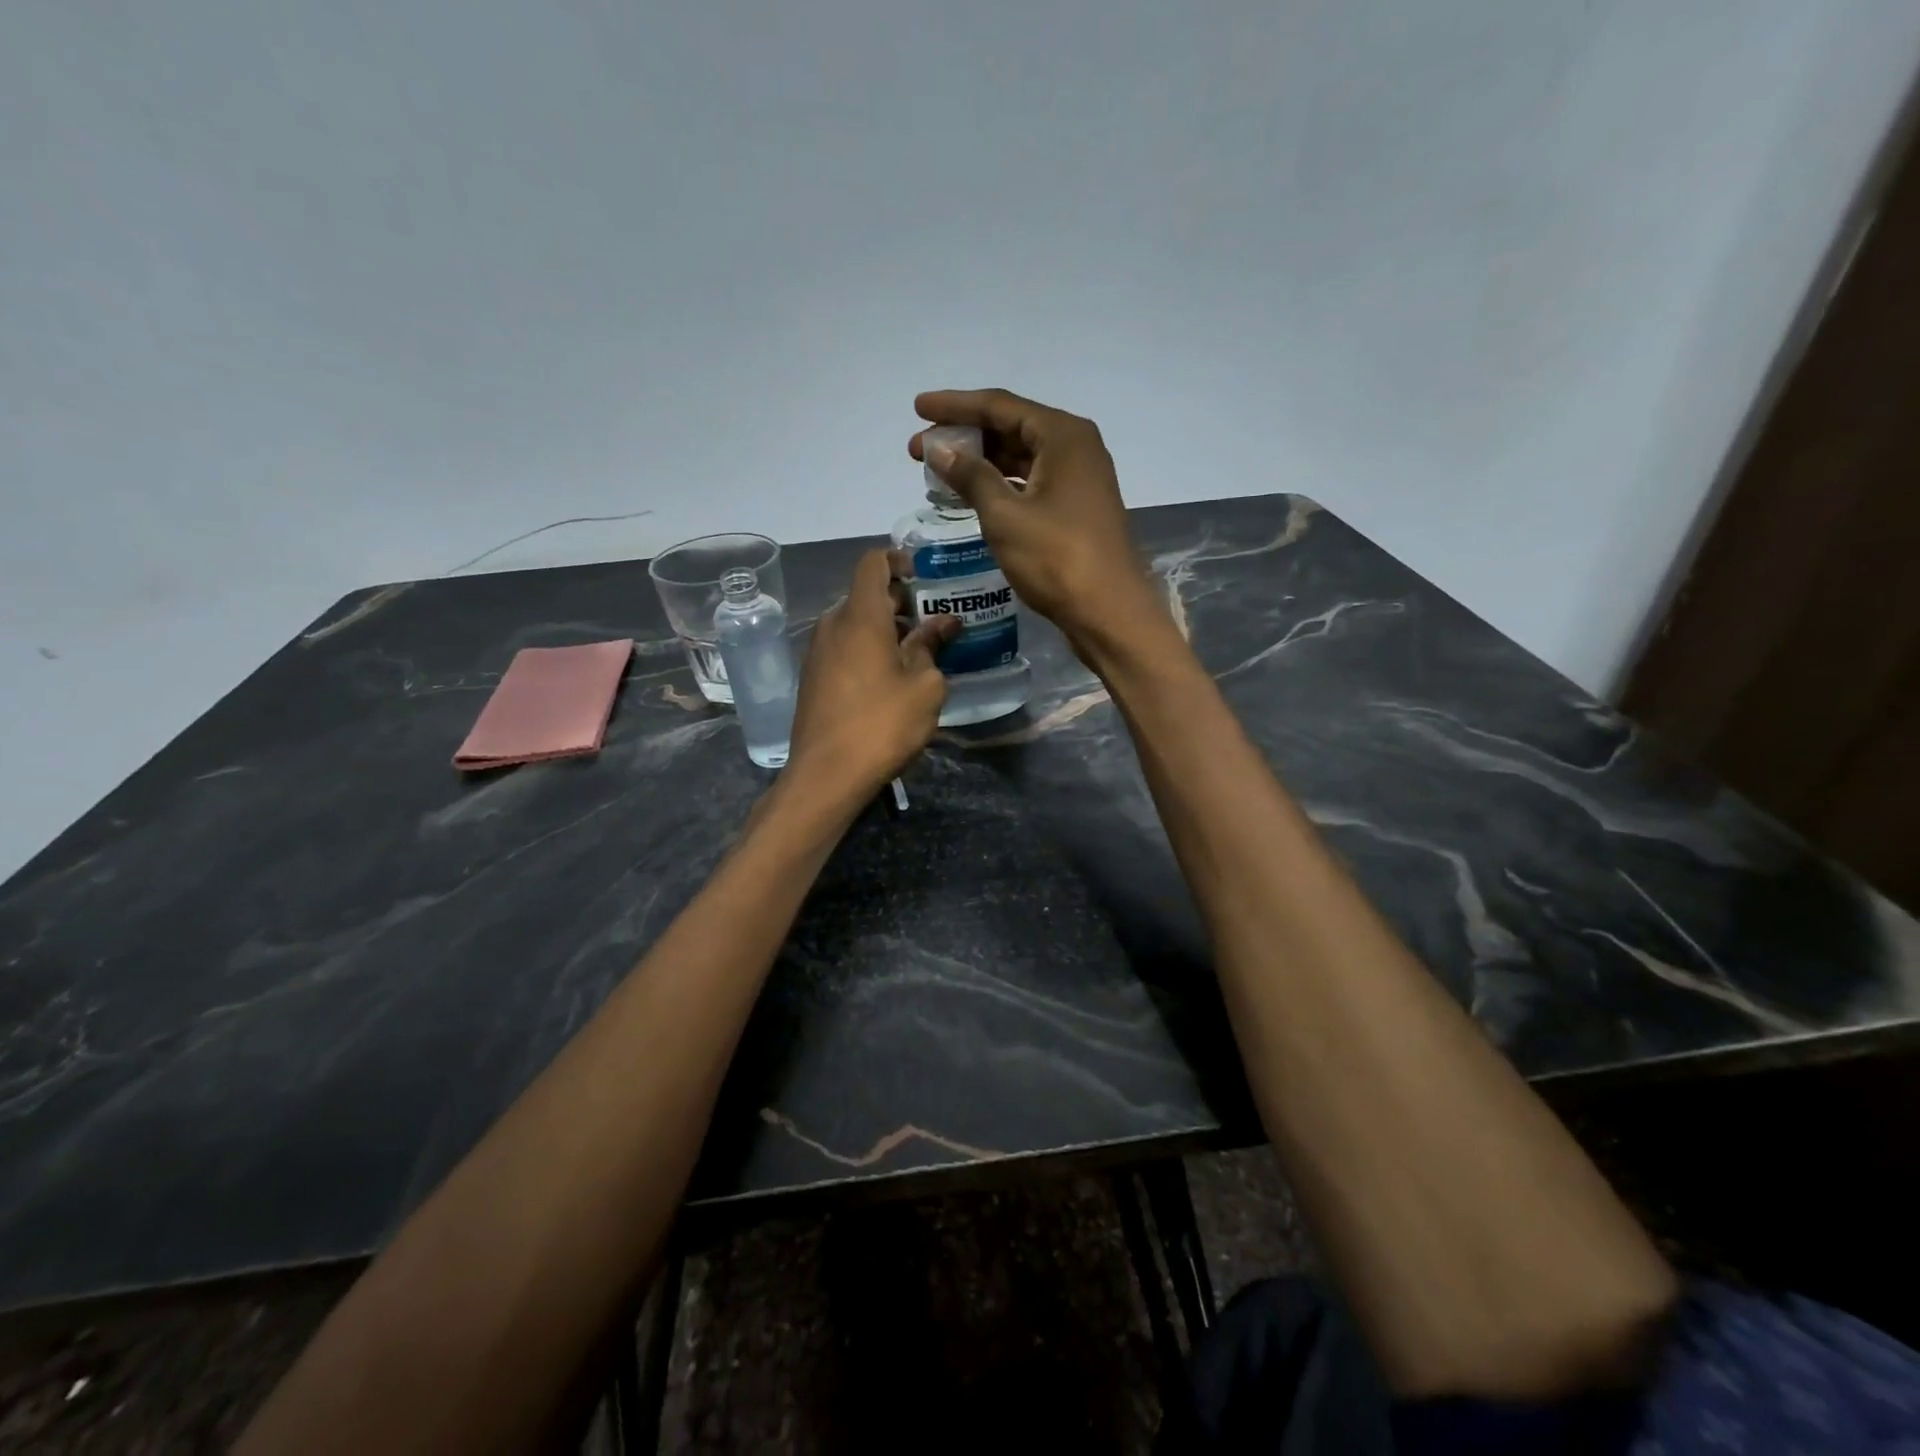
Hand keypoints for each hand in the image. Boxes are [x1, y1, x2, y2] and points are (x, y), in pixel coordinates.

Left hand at [787, 549, 956, 798]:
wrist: (826, 774)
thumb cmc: (883, 724)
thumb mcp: (924, 686)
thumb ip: (932, 647)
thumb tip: (943, 623)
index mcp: (860, 616)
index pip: (873, 563)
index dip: (898, 559)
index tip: (924, 575)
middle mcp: (833, 625)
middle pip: (866, 595)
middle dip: (901, 601)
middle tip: (935, 621)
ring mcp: (818, 652)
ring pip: (855, 624)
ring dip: (886, 629)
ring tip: (919, 652)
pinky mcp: (813, 678)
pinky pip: (844, 648)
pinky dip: (869, 649)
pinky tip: (892, 677)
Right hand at [909, 389, 1157, 644]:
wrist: (1109, 612)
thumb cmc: (1057, 559)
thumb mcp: (1005, 516)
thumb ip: (970, 476)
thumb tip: (939, 450)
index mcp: (1063, 435)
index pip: (999, 405)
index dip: (954, 406)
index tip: (917, 408)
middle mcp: (1075, 447)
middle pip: (1011, 427)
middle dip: (964, 436)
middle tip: (919, 450)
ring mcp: (1079, 478)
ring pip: (1020, 457)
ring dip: (980, 462)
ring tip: (938, 471)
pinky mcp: (1076, 507)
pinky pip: (1030, 482)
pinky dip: (999, 484)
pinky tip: (972, 495)